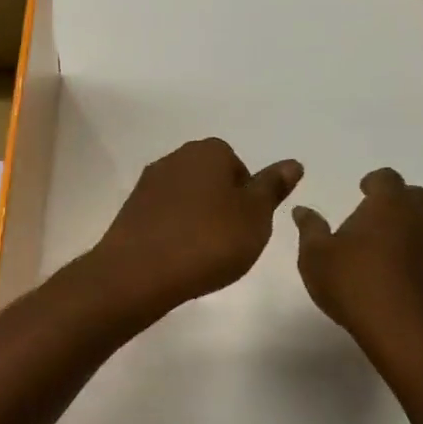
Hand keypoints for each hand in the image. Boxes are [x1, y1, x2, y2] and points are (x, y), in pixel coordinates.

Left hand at [89, 138, 303, 316]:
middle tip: (229, 242)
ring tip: (202, 254)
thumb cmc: (208, 241)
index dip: (246, 197)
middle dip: (221, 207)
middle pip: (209, 180)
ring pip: (185, 199)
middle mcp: (175, 159)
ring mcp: (148, 184)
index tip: (247, 226)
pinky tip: (177, 258)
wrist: (139, 272)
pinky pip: (163, 217)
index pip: (237, 166)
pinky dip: (173, 232)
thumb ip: (272, 188)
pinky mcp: (130, 211)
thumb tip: (292, 163)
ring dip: (196, 220)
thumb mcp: (256, 216)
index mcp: (208, 152)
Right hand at [293, 168, 422, 349]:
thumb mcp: (316, 256)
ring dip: (410, 225)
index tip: (362, 190)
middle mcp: (418, 218)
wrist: (403, 329)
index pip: (387, 178)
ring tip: (386, 243)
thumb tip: (302, 210)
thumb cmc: (353, 283)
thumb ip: (310, 229)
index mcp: (388, 205)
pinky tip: (398, 271)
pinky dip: (418, 253)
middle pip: (414, 195)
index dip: (374, 181)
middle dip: (396, 200)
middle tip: (373, 215)